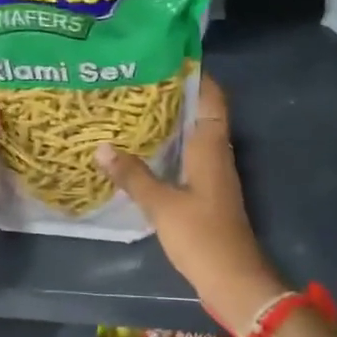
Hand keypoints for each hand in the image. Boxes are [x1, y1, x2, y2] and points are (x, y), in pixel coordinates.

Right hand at [95, 75, 285, 330]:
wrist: (233, 280)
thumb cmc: (201, 236)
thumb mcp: (162, 205)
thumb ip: (133, 176)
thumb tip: (102, 147)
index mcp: (212, 146)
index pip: (212, 97)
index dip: (195, 74)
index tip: (166, 57)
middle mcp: (217, 154)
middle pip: (201, 112)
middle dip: (175, 95)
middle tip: (137, 81)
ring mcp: (214, 175)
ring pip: (194, 136)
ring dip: (171, 123)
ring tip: (135, 109)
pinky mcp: (209, 194)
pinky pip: (190, 158)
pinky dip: (171, 148)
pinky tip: (145, 151)